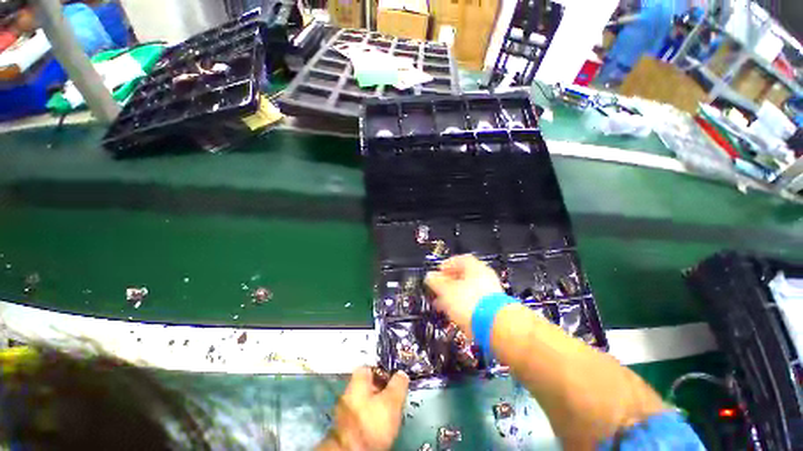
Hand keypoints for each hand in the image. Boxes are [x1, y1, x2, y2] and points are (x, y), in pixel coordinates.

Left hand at [318, 367, 409, 450]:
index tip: (393, 376)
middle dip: (381, 389)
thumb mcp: (392, 400)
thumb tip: (402, 374)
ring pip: (365, 401)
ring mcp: (346, 411)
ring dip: (376, 404)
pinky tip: (380, 424)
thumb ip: (398, 384)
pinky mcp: (347, 428)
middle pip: (367, 385)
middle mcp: (348, 393)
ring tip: (390, 411)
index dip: (382, 370)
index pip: (369, 367)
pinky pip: (362, 415)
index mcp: (357, 381)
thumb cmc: (372, 422)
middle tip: (394, 395)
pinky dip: (371, 417)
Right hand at [424, 255, 503, 335]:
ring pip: (468, 289)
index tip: (437, 273)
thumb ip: (436, 282)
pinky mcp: (492, 307)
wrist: (495, 326)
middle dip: (448, 282)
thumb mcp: (446, 290)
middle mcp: (484, 276)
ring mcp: (490, 292)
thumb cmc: (469, 302)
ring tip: (442, 303)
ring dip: (454, 294)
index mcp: (474, 267)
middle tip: (438, 289)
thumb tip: (429, 276)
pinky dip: (463, 304)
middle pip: (463, 275)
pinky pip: (474, 301)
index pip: (458, 259)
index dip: (446, 265)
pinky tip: (454, 312)